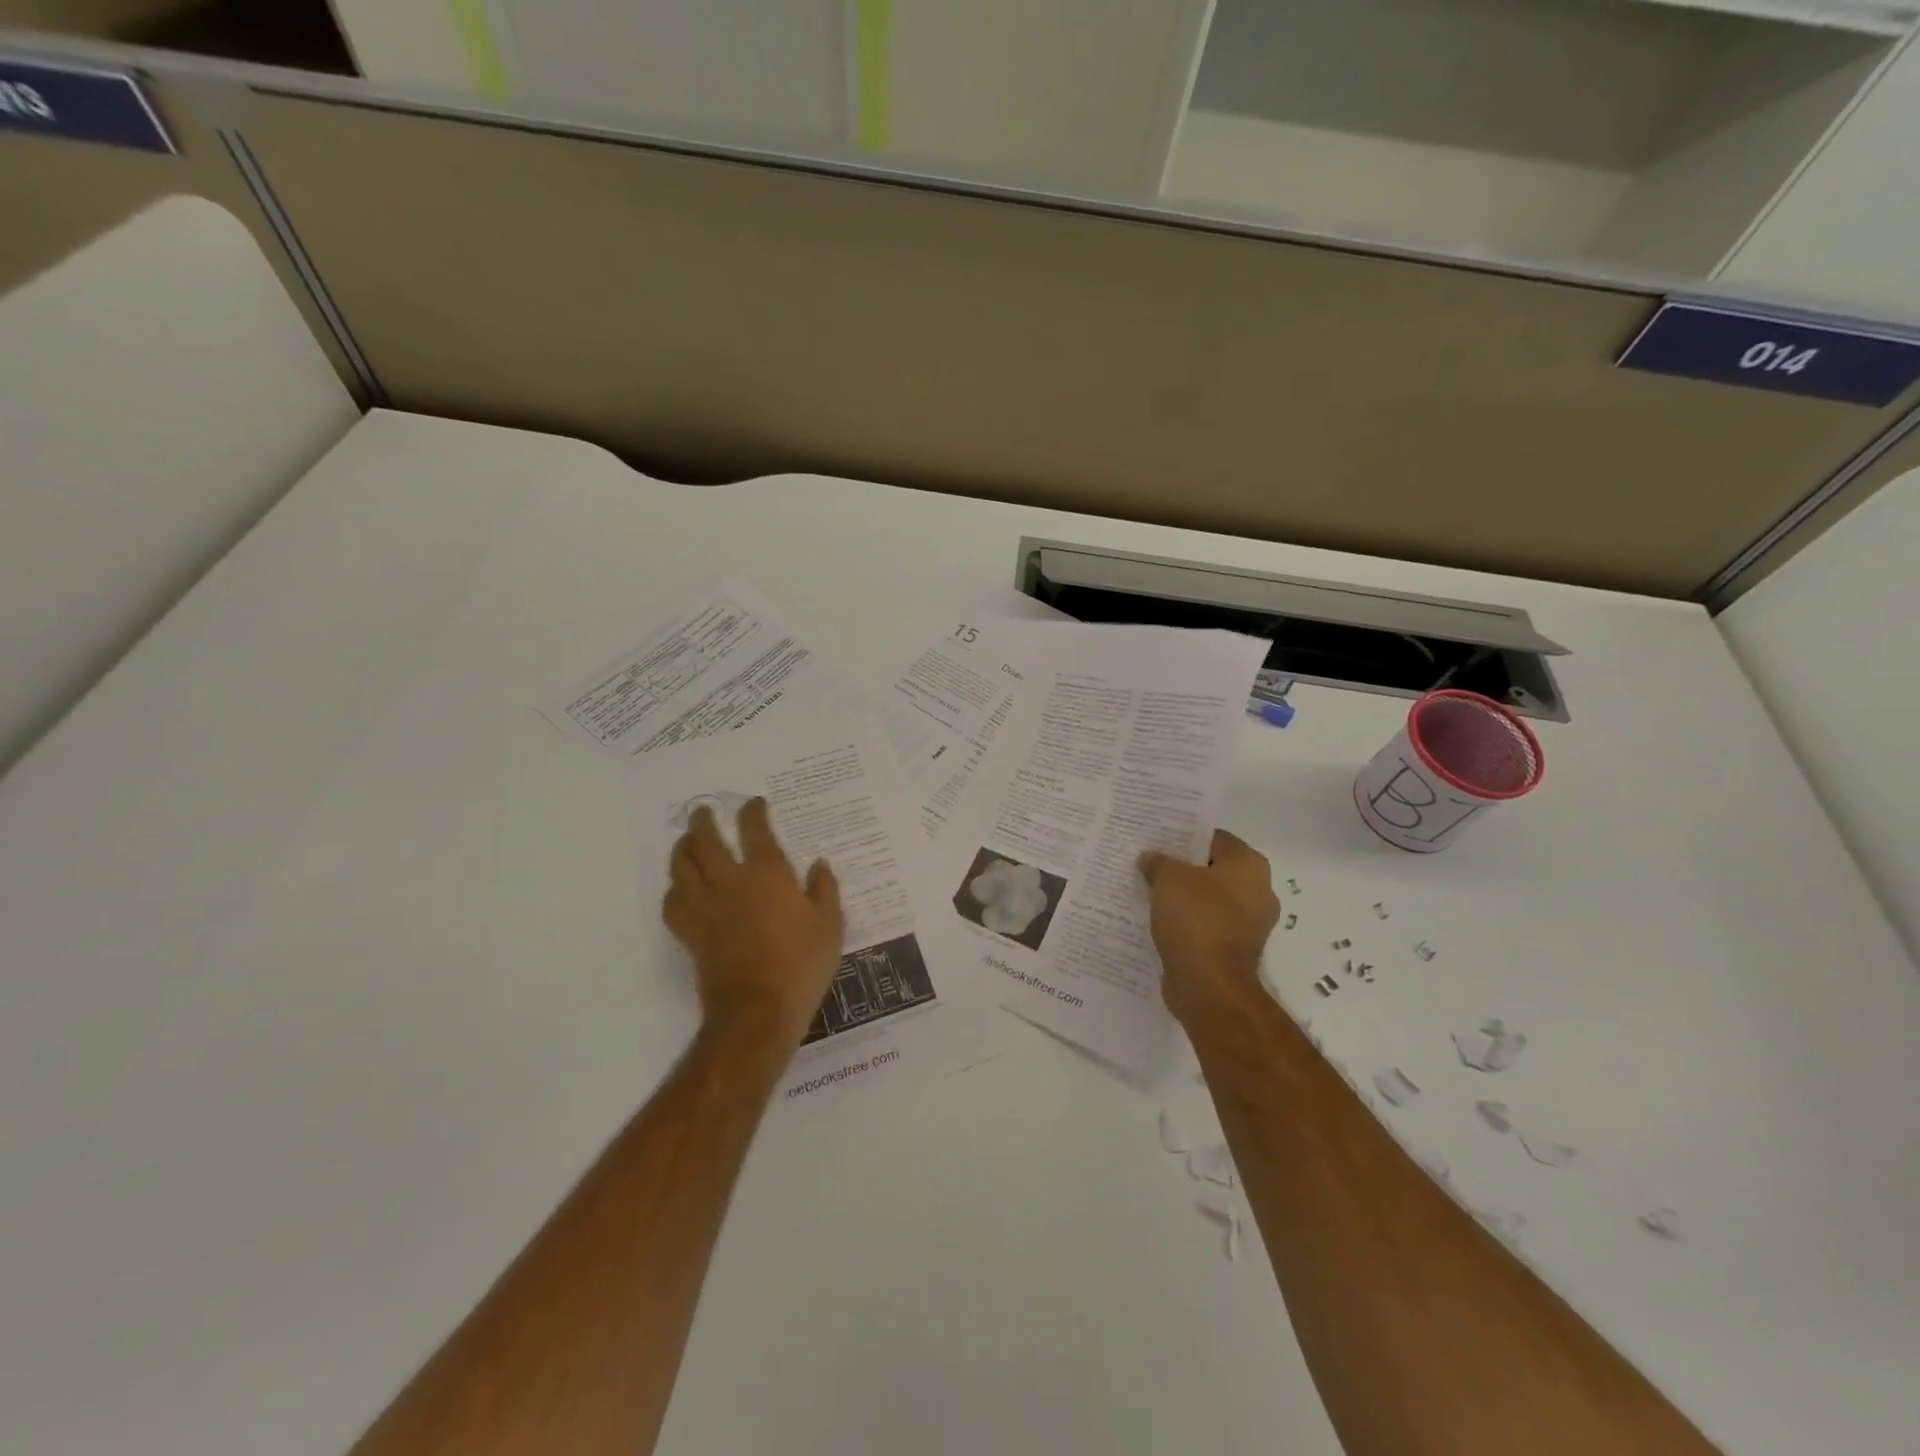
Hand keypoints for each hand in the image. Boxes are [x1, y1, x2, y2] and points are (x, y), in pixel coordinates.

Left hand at [664, 798, 844, 1045]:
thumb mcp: (830, 924)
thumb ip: (824, 889)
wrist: (758, 1010)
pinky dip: (674, 889)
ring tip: (685, 840)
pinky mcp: (690, 933)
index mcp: (767, 873)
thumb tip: (818, 864)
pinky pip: (672, 902)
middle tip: (704, 811)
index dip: (753, 811)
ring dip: (682, 847)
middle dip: (704, 820)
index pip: (754, 829)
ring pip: (681, 866)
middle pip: (706, 839)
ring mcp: (705, 907)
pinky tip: (680, 888)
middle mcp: (730, 881)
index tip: (755, 803)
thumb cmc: (801, 963)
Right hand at [1139, 830, 1279, 1024]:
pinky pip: (1205, 925)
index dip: (1186, 835)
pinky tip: (1158, 919)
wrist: (1209, 986)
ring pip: (1208, 899)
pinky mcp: (1234, 950)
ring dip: (1183, 896)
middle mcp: (1257, 892)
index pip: (1215, 838)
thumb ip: (1159, 862)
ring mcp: (1249, 924)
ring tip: (1148, 890)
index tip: (1159, 838)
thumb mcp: (1169, 878)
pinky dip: (1186, 922)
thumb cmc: (1196, 920)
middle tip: (1150, 862)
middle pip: (1213, 869)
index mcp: (1250, 866)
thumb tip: (1151, 859)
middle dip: (1183, 867)